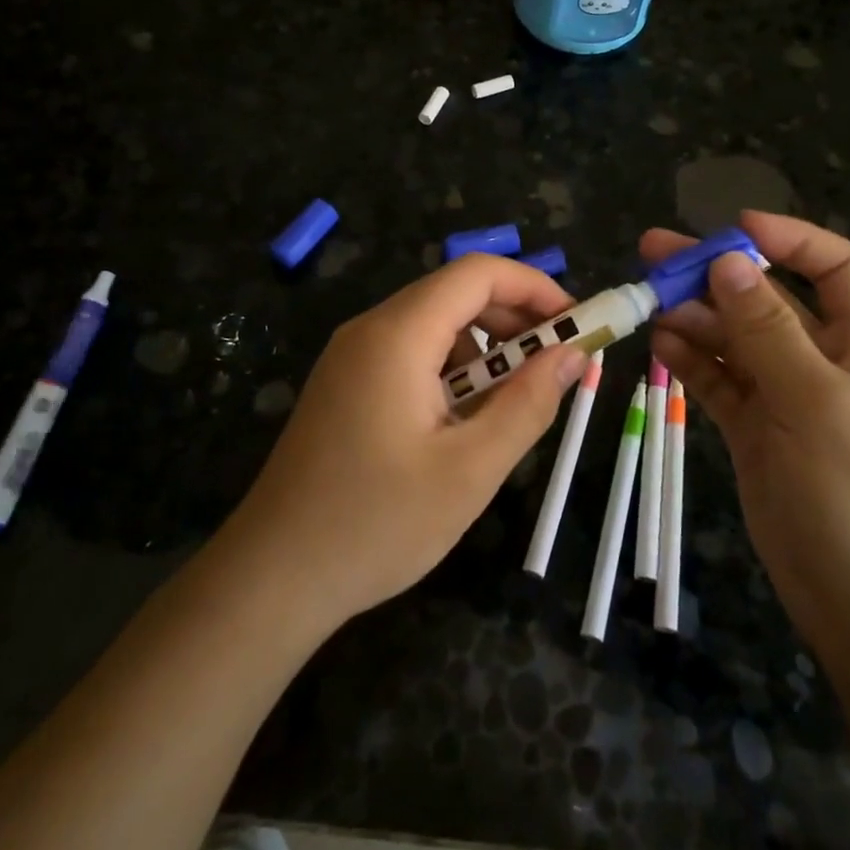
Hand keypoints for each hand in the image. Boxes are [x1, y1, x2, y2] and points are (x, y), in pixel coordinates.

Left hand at [226, 255, 584, 632]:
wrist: (272, 576)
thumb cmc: (376, 524)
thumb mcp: (470, 470)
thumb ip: (528, 404)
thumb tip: (573, 354)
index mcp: (398, 335)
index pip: (477, 273)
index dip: (534, 286)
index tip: (577, 324)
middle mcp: (370, 329)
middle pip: (455, 293)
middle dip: (515, 318)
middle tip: (559, 363)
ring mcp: (351, 356)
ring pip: (434, 325)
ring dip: (485, 349)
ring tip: (516, 400)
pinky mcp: (345, 384)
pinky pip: (410, 354)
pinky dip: (452, 370)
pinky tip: (464, 420)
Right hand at [640, 211, 849, 658]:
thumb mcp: (817, 403)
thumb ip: (769, 331)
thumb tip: (729, 261)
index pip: (835, 269)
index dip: (789, 239)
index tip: (733, 228)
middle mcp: (824, 362)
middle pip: (768, 299)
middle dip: (716, 274)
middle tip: (654, 252)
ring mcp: (786, 398)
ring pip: (734, 339)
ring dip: (694, 316)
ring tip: (647, 301)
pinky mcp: (755, 430)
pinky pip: (719, 380)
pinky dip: (691, 359)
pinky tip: (660, 344)